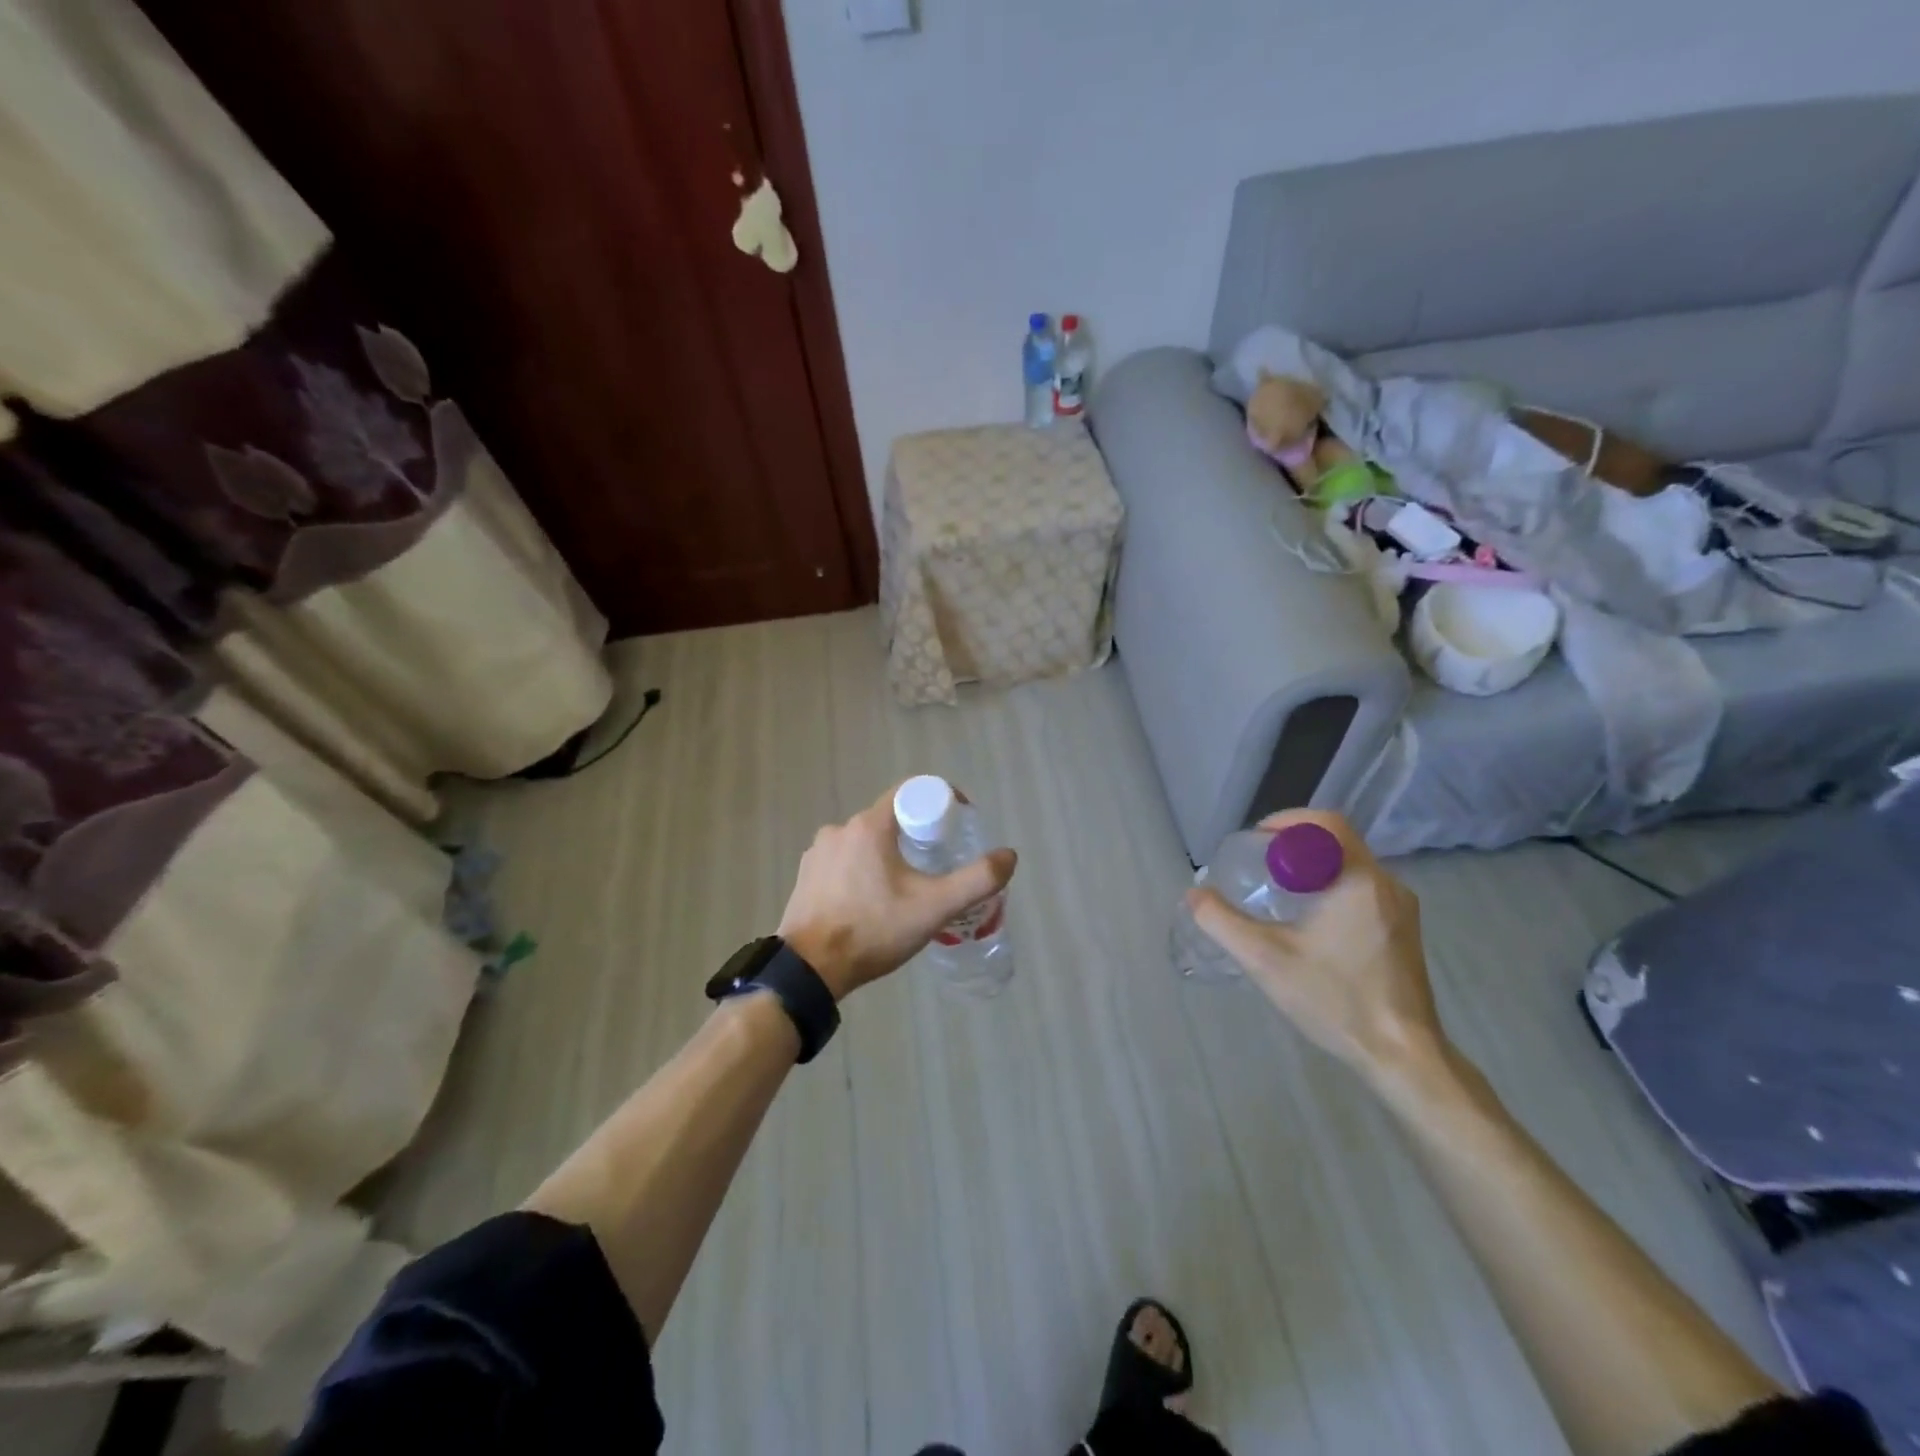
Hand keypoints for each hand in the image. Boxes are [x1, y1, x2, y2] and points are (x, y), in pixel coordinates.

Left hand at [778, 783, 1017, 1000]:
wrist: (809, 970)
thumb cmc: (873, 930)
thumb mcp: (934, 907)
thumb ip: (977, 880)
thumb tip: (1009, 855)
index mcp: (869, 826)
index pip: (911, 792)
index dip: (940, 802)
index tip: (957, 826)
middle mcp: (840, 829)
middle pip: (890, 819)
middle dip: (917, 835)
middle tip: (938, 864)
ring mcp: (818, 852)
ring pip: (866, 842)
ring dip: (889, 855)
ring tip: (906, 888)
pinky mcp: (806, 875)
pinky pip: (844, 861)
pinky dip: (863, 871)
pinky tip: (872, 901)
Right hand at [1187, 810, 1444, 1084]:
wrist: (1404, 1057)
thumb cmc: (1336, 1000)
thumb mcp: (1265, 960)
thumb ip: (1222, 922)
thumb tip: (1195, 894)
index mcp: (1359, 880)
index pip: (1324, 823)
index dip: (1285, 823)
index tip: (1254, 844)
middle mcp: (1387, 884)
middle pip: (1337, 841)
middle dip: (1294, 844)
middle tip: (1258, 865)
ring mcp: (1401, 908)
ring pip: (1349, 865)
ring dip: (1312, 866)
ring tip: (1276, 891)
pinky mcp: (1403, 930)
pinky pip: (1362, 888)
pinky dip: (1330, 887)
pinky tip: (1308, 920)